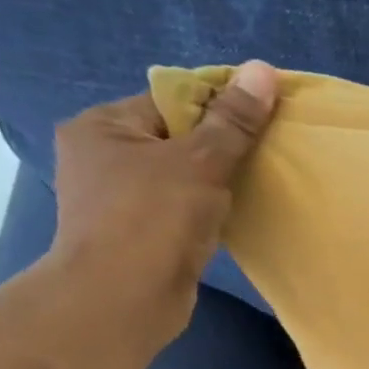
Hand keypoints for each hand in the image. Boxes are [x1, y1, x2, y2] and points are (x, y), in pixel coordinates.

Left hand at [47, 60, 279, 349]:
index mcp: (103, 126)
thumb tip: (263, 69)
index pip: (170, 100)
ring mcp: (118, 199)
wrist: (123, 300)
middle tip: (264, 158)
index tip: (260, 123)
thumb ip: (233, 121)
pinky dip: (208, 212)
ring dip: (217, 183)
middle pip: (178, 138)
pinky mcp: (138, 235)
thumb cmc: (153, 220)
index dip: (218, 108)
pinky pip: (182, 209)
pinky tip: (235, 218)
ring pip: (182, 177)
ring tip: (256, 188)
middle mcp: (103, 156)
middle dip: (221, 148)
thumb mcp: (200, 162)